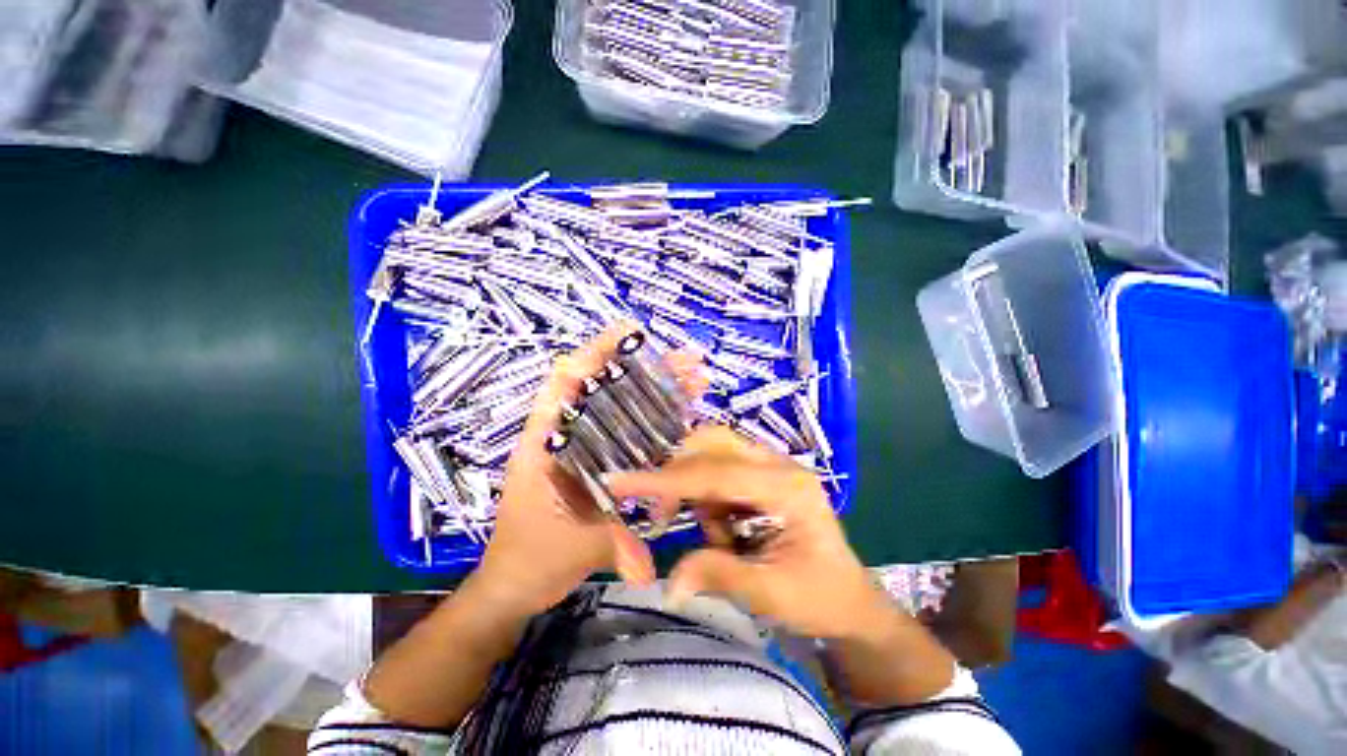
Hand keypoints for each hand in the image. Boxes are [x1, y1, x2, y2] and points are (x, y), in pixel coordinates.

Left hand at [475, 323, 706, 617]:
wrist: (518, 582)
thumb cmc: (531, 557)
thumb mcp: (570, 548)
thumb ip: (611, 546)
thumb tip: (648, 567)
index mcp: (547, 441)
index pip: (567, 380)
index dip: (597, 351)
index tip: (631, 333)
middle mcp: (569, 435)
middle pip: (608, 388)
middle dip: (649, 370)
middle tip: (690, 364)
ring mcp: (589, 447)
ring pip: (625, 408)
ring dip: (660, 391)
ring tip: (697, 382)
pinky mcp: (605, 462)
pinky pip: (634, 433)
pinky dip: (658, 420)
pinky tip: (685, 414)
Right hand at [607, 427, 891, 639]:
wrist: (850, 599)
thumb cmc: (820, 598)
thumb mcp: (771, 595)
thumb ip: (718, 576)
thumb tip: (669, 583)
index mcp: (787, 486)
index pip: (716, 473)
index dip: (665, 479)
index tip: (620, 482)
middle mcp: (778, 463)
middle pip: (714, 443)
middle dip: (680, 474)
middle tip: (664, 514)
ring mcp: (771, 465)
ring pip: (713, 455)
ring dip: (697, 493)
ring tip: (719, 539)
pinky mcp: (762, 475)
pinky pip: (719, 473)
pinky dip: (708, 499)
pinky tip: (725, 531)